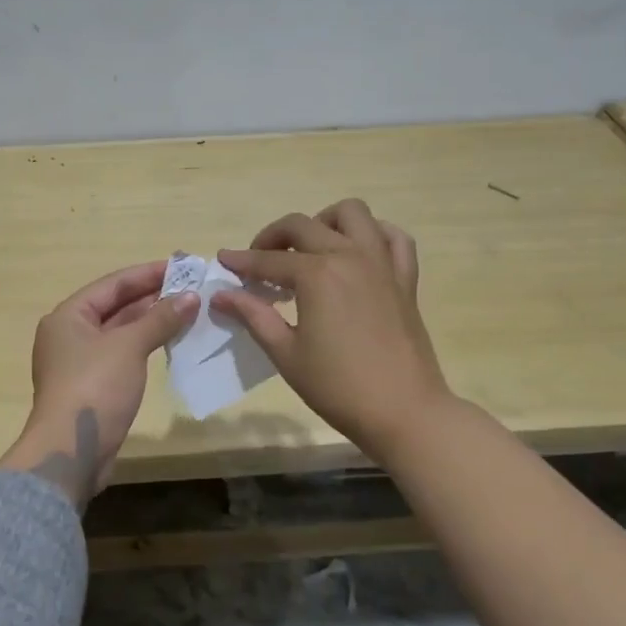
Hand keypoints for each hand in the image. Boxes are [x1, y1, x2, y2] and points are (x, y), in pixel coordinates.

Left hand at [0, 261, 197, 507]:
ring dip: (151, 322)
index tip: (182, 266)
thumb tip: (191, 297)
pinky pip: (122, 355)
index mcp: (68, 316)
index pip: (113, 284)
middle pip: (115, 306)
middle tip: (191, 288)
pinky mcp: (92, 386)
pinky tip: (171, 343)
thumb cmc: (95, 387)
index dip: (148, 274)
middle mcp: (69, 334)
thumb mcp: (129, 346)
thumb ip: (160, 319)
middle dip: (152, 297)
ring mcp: (80, 362)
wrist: (71, 451)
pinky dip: (145, 346)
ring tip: (188, 311)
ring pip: (120, 332)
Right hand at [213, 199, 450, 461]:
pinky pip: (393, 237)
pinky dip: (373, 234)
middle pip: (303, 225)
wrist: (404, 412)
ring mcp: (382, 263)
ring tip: (310, 249)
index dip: (242, 260)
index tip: (223, 261)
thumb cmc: (338, 387)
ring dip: (324, 222)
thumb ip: (254, 316)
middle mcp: (349, 256)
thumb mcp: (286, 353)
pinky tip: (357, 253)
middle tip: (259, 262)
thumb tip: (221, 295)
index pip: (269, 260)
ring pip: (352, 213)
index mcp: (317, 275)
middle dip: (273, 237)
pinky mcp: (405, 278)